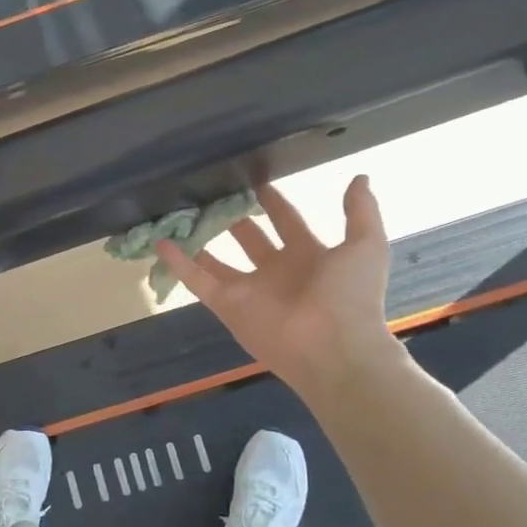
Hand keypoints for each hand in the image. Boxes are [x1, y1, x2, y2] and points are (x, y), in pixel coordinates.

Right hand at [157, 177, 401, 397]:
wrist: (334, 349)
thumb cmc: (350, 295)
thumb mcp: (366, 245)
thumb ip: (361, 212)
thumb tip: (359, 177)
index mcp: (310, 256)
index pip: (287, 221)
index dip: (273, 201)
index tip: (254, 180)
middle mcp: (277, 271)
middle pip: (249, 238)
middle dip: (233, 217)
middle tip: (212, 192)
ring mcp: (250, 289)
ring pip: (218, 259)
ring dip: (201, 239)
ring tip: (180, 214)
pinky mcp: (227, 306)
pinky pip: (198, 281)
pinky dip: (178, 263)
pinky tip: (160, 242)